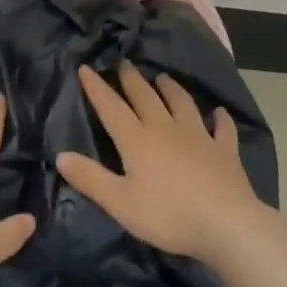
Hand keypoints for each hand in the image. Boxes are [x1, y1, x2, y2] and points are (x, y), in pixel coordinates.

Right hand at [57, 62, 269, 262]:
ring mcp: (199, 136)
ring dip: (171, 89)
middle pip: (146, 97)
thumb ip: (91, 178)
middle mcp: (166, 129)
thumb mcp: (120, 203)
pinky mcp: (224, 150)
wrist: (225, 223)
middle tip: (124, 63)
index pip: (112, 108)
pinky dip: (220, 119)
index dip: (97, 88)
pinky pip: (222, 128)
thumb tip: (61, 155)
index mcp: (138, 140)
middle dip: (132, 80)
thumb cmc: (167, 215)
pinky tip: (219, 113)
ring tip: (163, 78)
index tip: (86, 68)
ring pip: (182, 104)